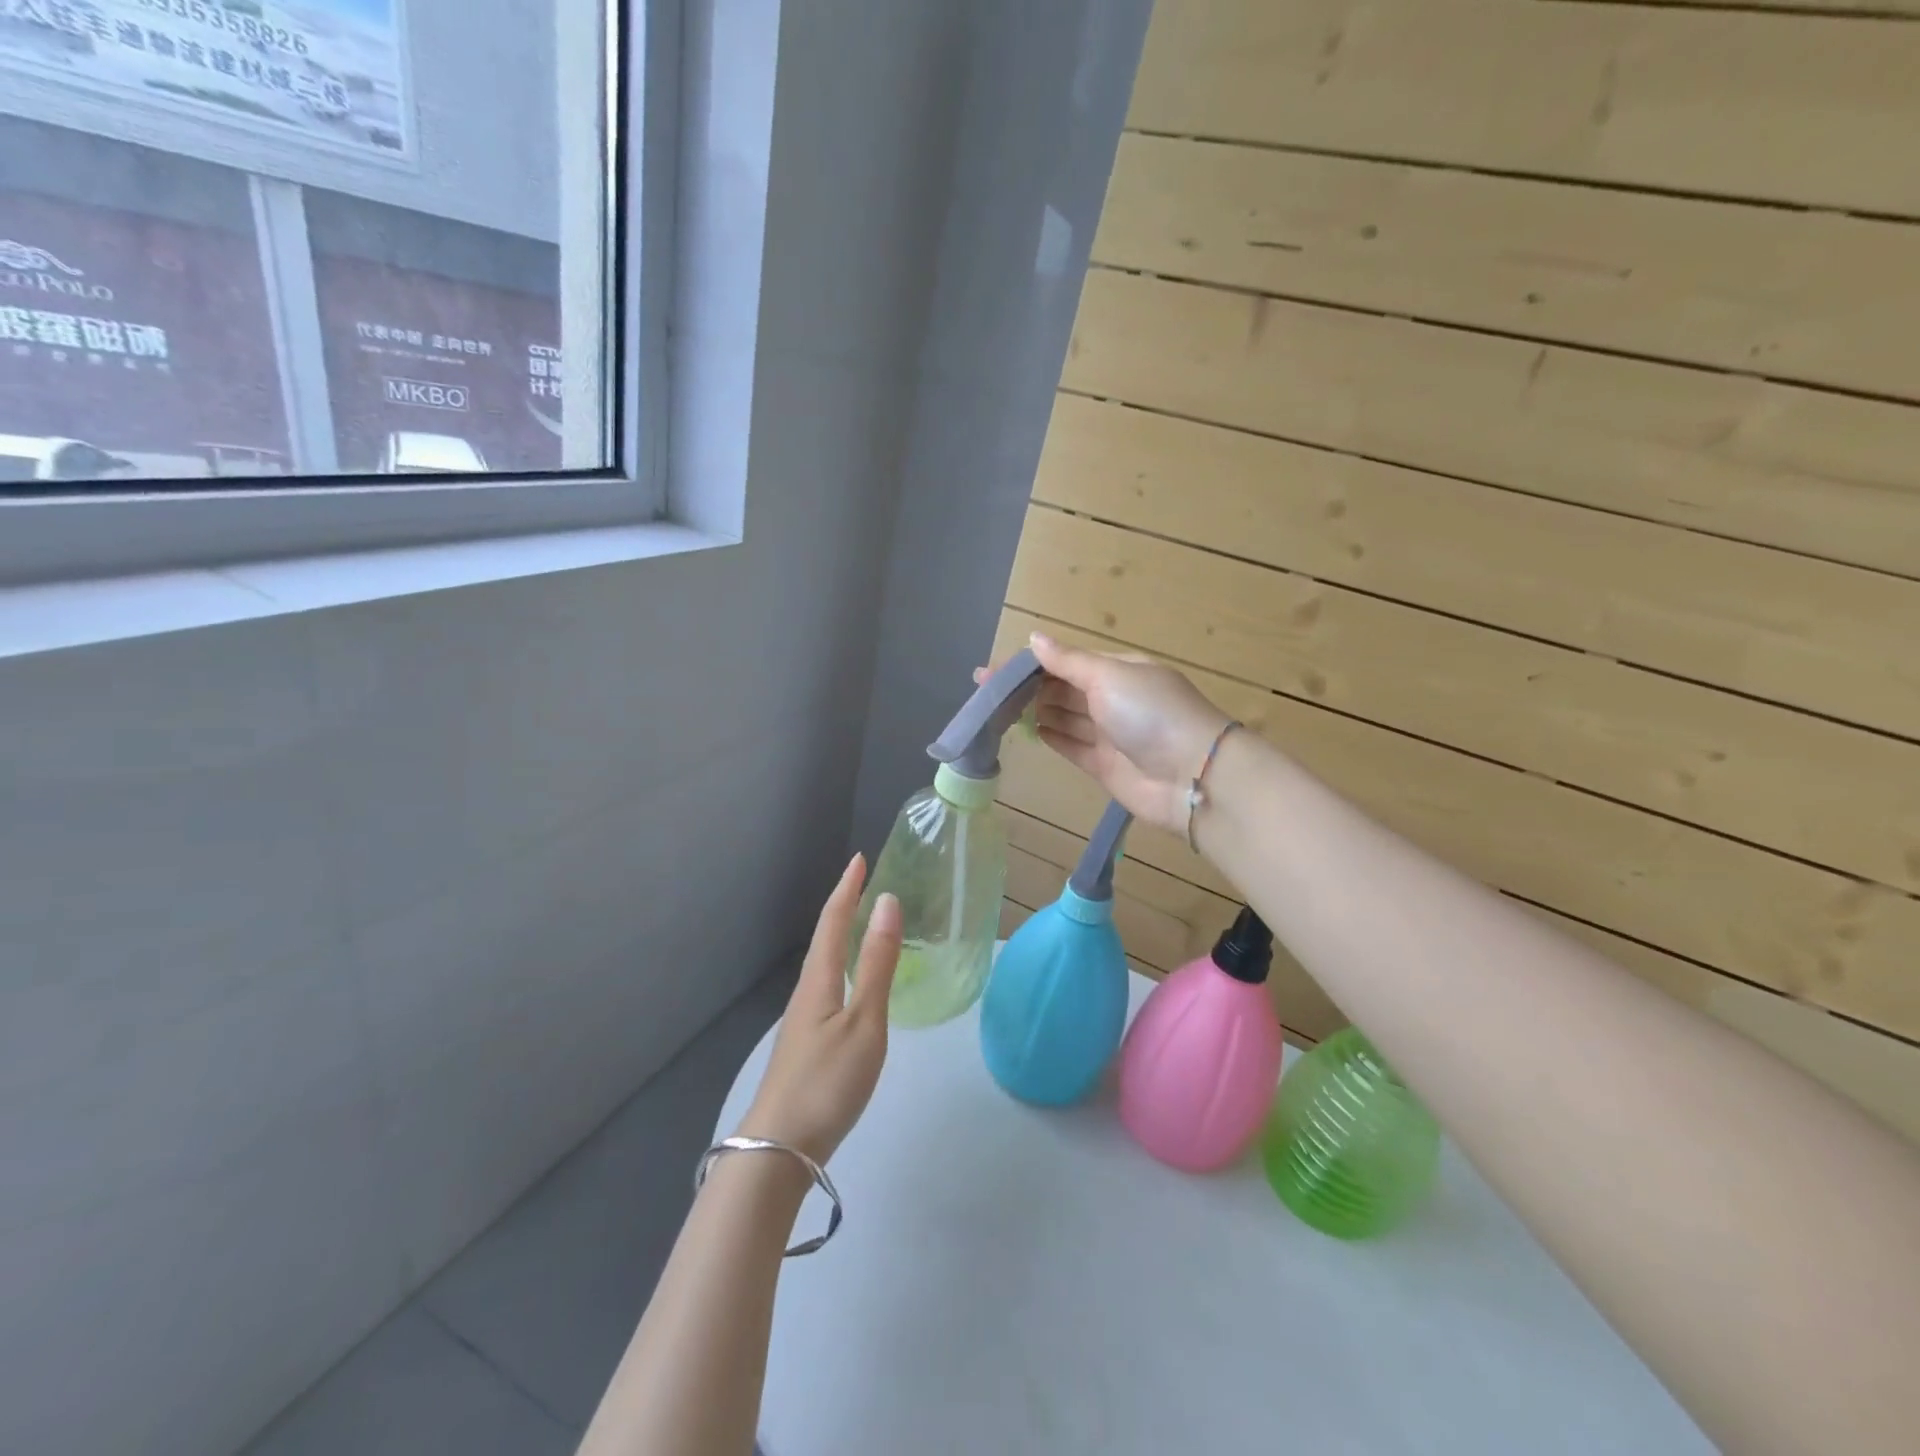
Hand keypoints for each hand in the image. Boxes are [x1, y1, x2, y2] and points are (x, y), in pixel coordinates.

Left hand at [736, 854, 902, 1164]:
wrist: (780, 1150)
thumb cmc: (827, 1081)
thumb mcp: (864, 1021)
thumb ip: (876, 964)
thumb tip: (887, 902)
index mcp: (819, 979)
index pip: (833, 920)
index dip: (847, 888)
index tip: (859, 859)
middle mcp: (807, 991)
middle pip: (825, 938)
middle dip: (843, 906)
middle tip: (865, 884)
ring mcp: (804, 1020)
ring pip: (825, 963)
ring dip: (842, 935)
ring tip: (863, 924)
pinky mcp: (807, 1043)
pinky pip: (828, 985)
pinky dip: (843, 965)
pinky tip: (853, 983)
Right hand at [985, 632, 1232, 835]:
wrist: (1191, 776)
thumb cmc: (1150, 713)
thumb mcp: (1109, 676)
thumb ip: (1068, 661)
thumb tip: (1033, 638)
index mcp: (1119, 670)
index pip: (1066, 662)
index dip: (1029, 664)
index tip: (992, 671)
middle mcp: (1114, 698)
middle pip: (1063, 688)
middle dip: (1028, 687)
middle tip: (986, 691)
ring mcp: (1109, 734)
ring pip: (1065, 717)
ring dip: (1035, 710)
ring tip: (998, 709)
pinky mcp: (1104, 766)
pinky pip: (1072, 746)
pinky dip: (1052, 736)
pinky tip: (1029, 730)